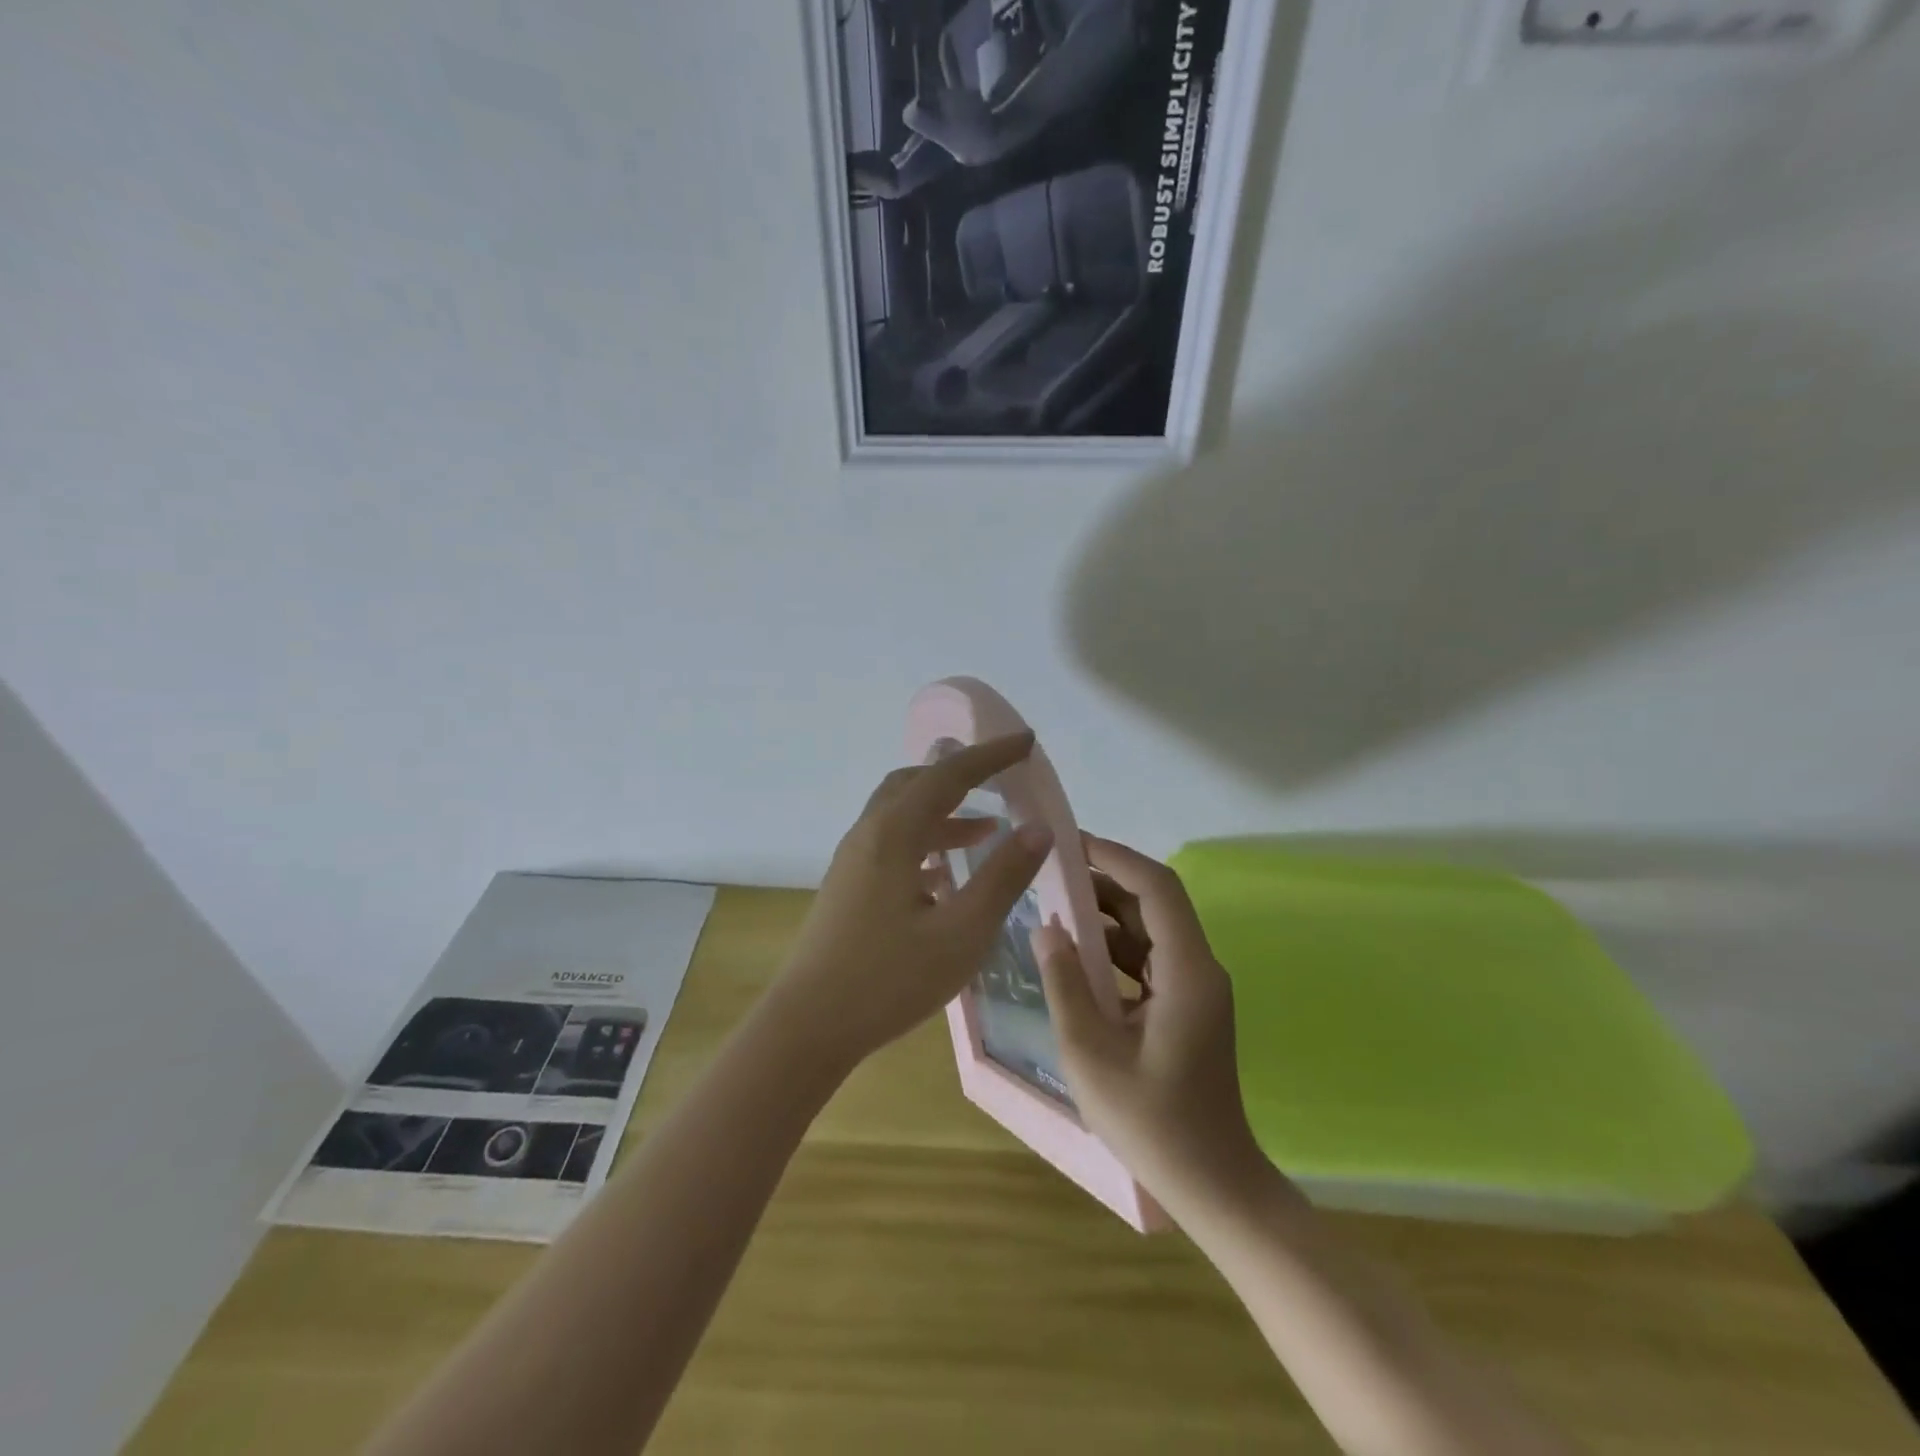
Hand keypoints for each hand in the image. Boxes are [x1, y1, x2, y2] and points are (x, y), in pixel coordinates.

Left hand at [770, 733, 1054, 1070]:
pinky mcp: (848, 886)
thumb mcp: (961, 933)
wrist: (808, 1025)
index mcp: (894, 833)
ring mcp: (853, 860)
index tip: (1026, 741)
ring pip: (901, 814)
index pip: (949, 775)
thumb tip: (1039, 828)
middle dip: (960, 775)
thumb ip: (1003, 877)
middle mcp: (869, 834)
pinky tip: (946, 874)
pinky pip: (892, 843)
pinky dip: (925, 841)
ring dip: (944, 811)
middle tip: (1000, 780)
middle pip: (916, 783)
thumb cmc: (889, 979)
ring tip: (987, 829)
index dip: (991, 755)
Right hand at [1031, 835, 1263, 1206]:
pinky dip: (1113, 947)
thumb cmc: (1151, 1123)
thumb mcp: (1091, 1053)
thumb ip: (1065, 984)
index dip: (1116, 858)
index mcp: (1188, 972)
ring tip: (1055, 903)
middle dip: (1105, 881)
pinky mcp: (1185, 1007)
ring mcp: (1194, 988)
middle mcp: (1199, 969)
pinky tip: (1075, 953)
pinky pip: (1147, 958)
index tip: (1071, 843)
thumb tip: (1046, 928)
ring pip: (1150, 929)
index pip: (1157, 888)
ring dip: (1107, 913)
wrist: (1212, 1185)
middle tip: (1052, 870)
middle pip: (1154, 903)